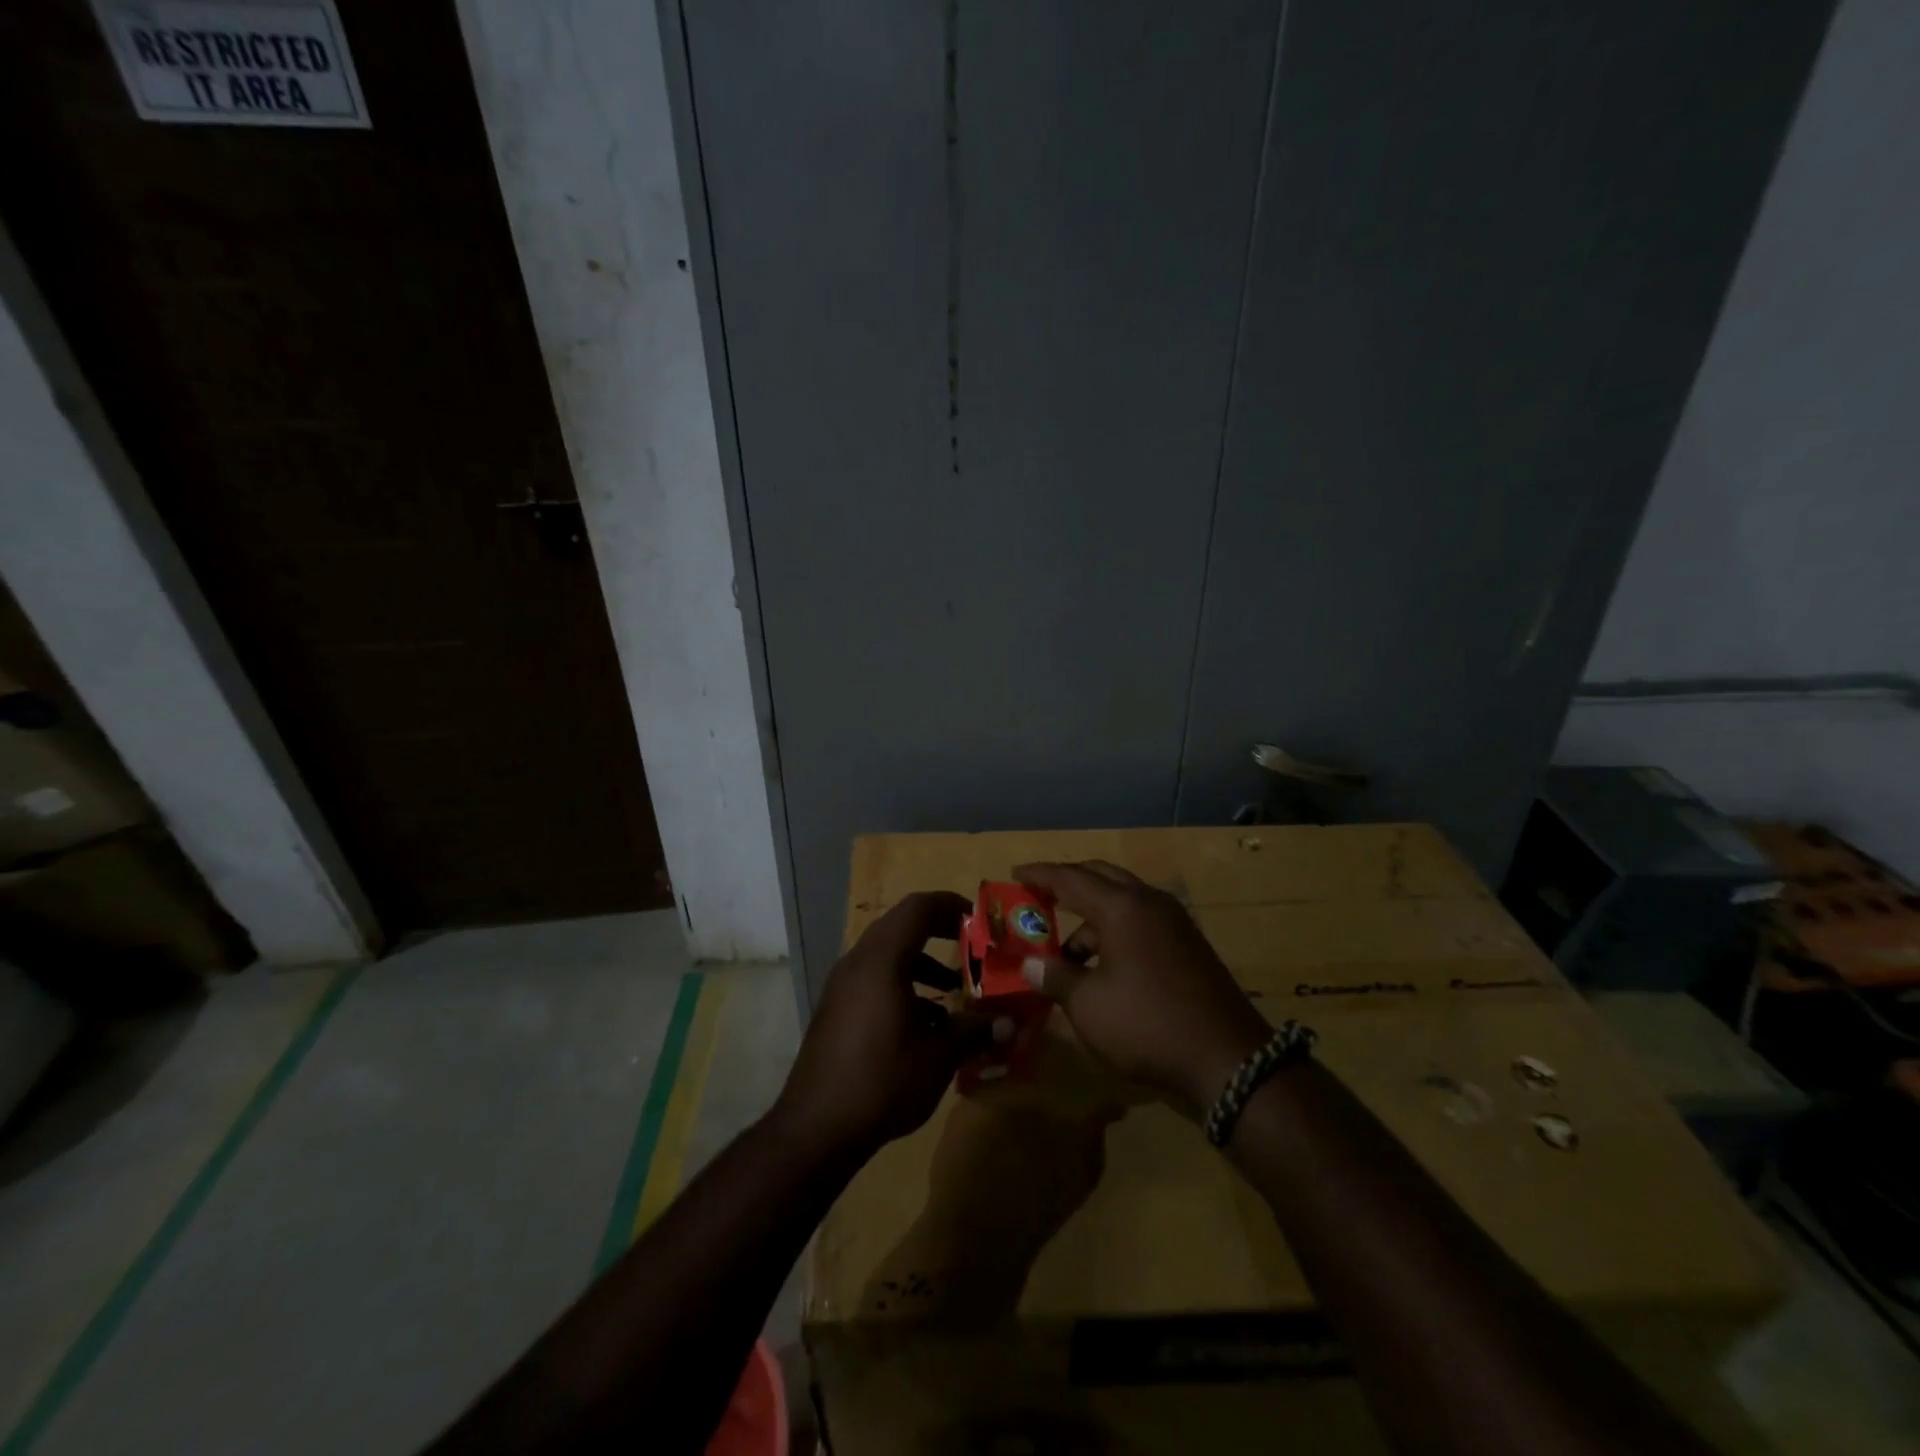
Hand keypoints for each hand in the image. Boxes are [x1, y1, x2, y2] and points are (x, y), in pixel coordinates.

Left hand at [774, 891, 985, 1157]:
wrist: (815, 1129)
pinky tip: (924, 1024)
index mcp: (881, 960)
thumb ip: (975, 1031)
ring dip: (922, 963)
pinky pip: (873, 979)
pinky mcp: (835, 1010)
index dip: (951, 905)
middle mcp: (857, 963)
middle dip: (939, 932)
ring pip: (887, 955)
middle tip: (972, 948)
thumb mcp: (939, 1056)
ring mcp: (841, 986)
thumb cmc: (882, 1081)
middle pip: (901, 927)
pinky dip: (902, 985)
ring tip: (954, 990)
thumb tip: (1011, 1025)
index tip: (979, 920)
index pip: (917, 908)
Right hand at [1014, 861, 1270, 1116]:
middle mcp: (1149, 903)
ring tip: (1066, 952)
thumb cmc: (1147, 1025)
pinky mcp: (1188, 946)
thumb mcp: (1088, 1005)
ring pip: (1124, 901)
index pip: (1070, 878)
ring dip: (1091, 916)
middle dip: (1068, 883)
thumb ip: (1055, 977)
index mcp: (1122, 907)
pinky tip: (1104, 966)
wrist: (1229, 1060)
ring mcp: (1174, 923)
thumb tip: (1030, 963)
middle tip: (1039, 896)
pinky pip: (1142, 922)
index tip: (1014, 873)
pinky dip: (1116, 931)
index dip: (1039, 875)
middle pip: (1101, 876)